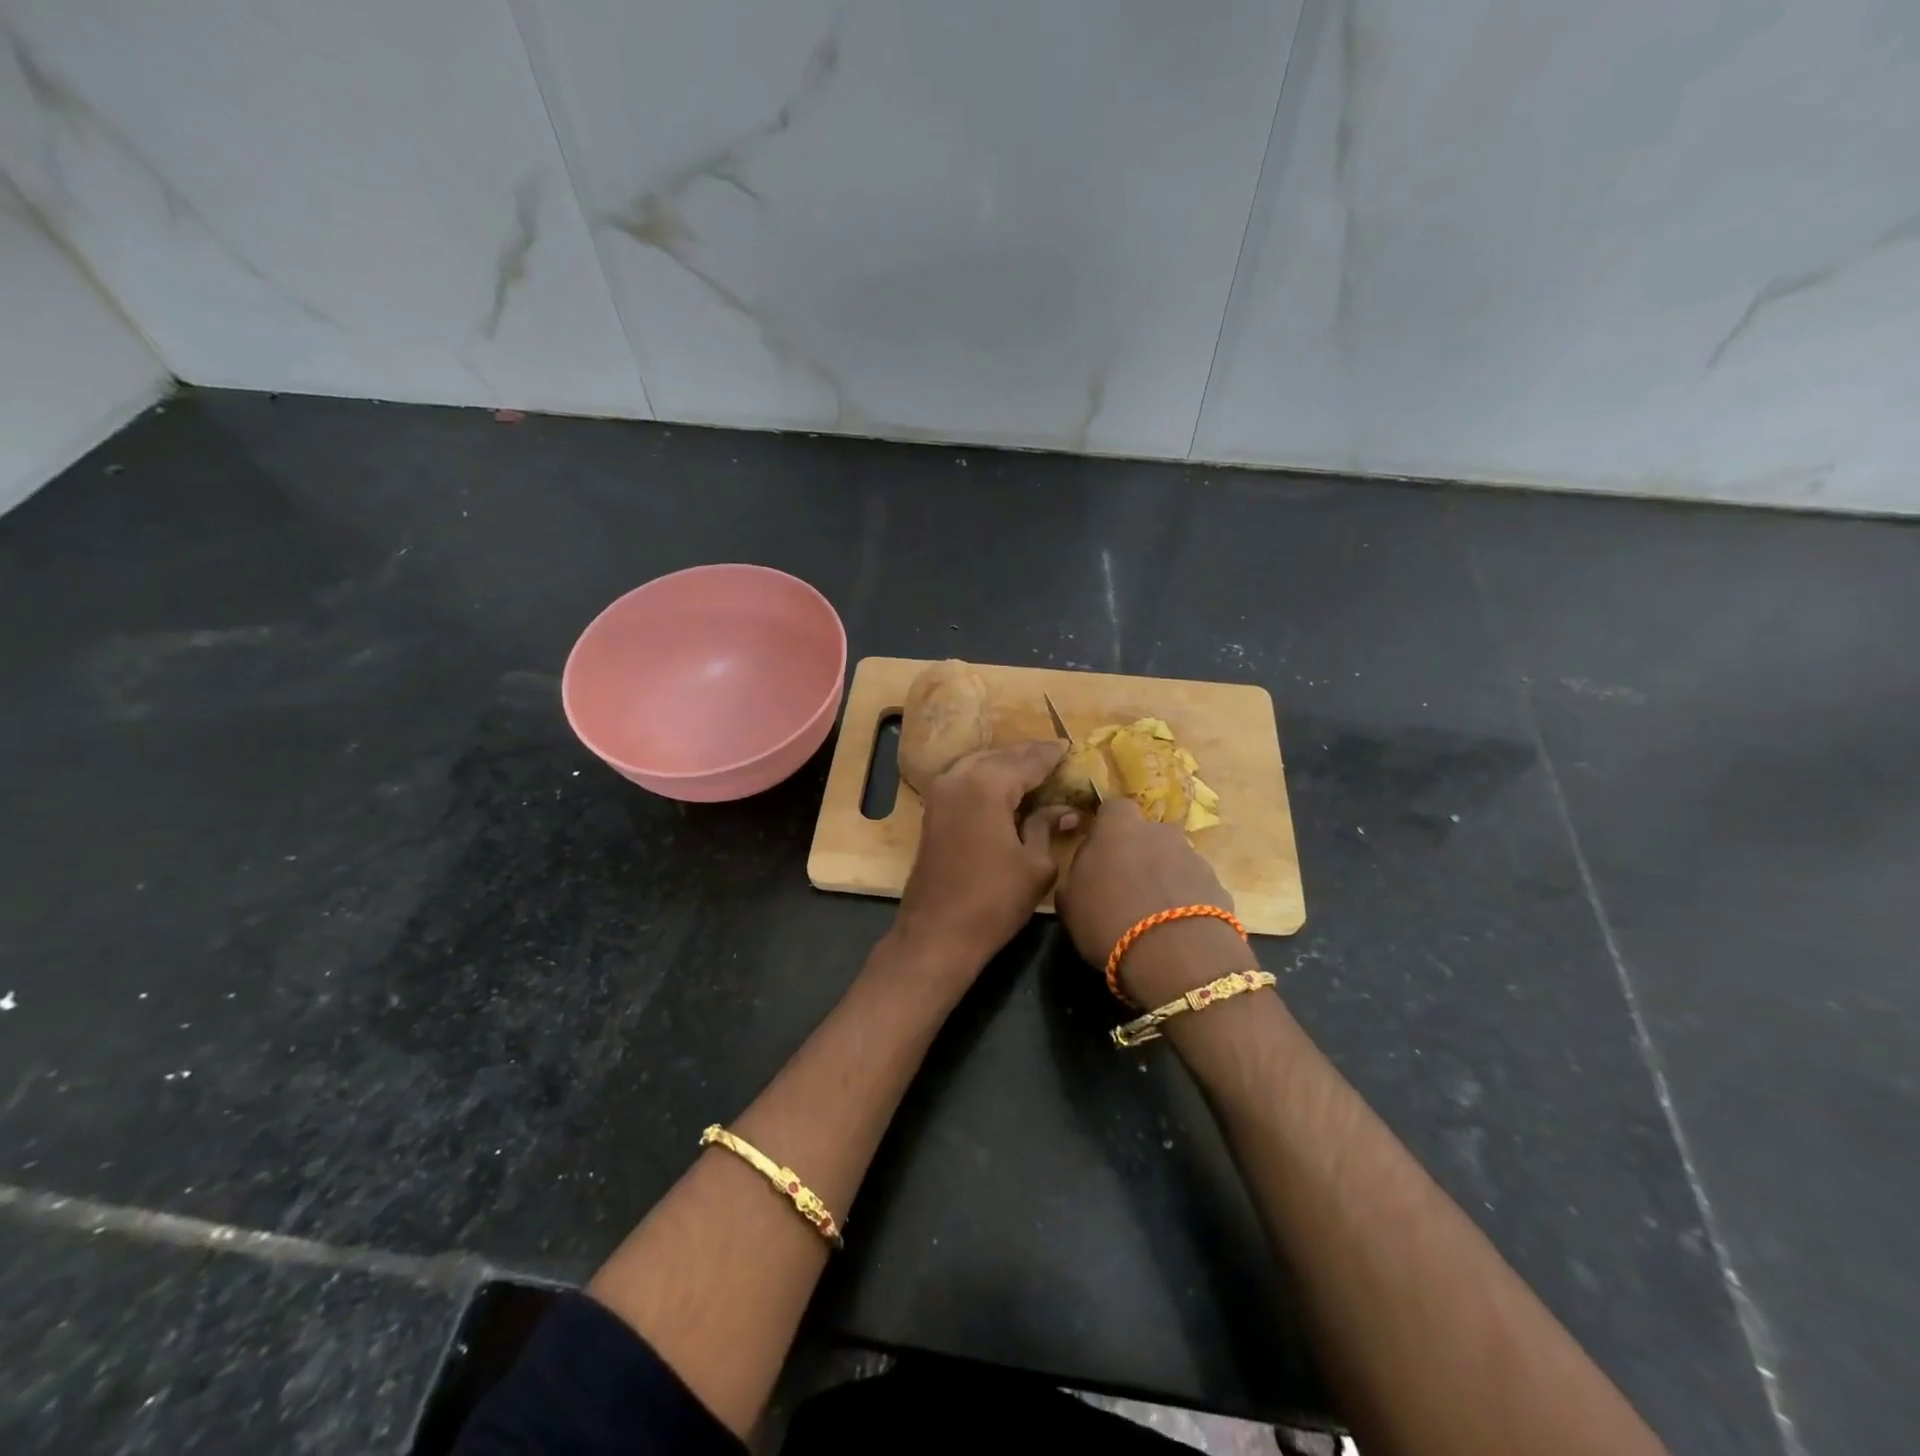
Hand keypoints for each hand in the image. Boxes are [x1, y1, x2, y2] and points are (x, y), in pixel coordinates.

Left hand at [891, 740, 1080, 979]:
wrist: (937, 933)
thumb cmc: (994, 901)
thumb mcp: (1035, 865)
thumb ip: (1048, 826)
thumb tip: (1066, 809)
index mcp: (988, 785)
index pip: (1028, 760)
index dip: (1051, 754)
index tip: (1070, 746)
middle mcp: (960, 778)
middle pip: (1000, 757)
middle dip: (1027, 756)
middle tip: (1054, 756)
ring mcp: (940, 793)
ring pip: (978, 765)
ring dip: (1004, 765)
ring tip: (1032, 770)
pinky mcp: (932, 811)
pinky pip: (964, 780)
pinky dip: (985, 778)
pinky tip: (1003, 790)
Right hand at [1056, 798, 1245, 1005]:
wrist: (1176, 955)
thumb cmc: (1108, 920)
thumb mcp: (1070, 903)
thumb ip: (1076, 877)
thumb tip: (1085, 871)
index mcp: (1119, 827)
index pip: (1113, 809)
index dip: (1107, 827)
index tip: (1099, 852)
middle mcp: (1160, 832)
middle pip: (1148, 834)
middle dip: (1139, 853)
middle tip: (1126, 885)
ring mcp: (1194, 857)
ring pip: (1174, 860)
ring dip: (1164, 878)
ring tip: (1153, 914)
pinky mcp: (1218, 886)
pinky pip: (1195, 887)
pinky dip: (1186, 901)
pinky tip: (1177, 930)